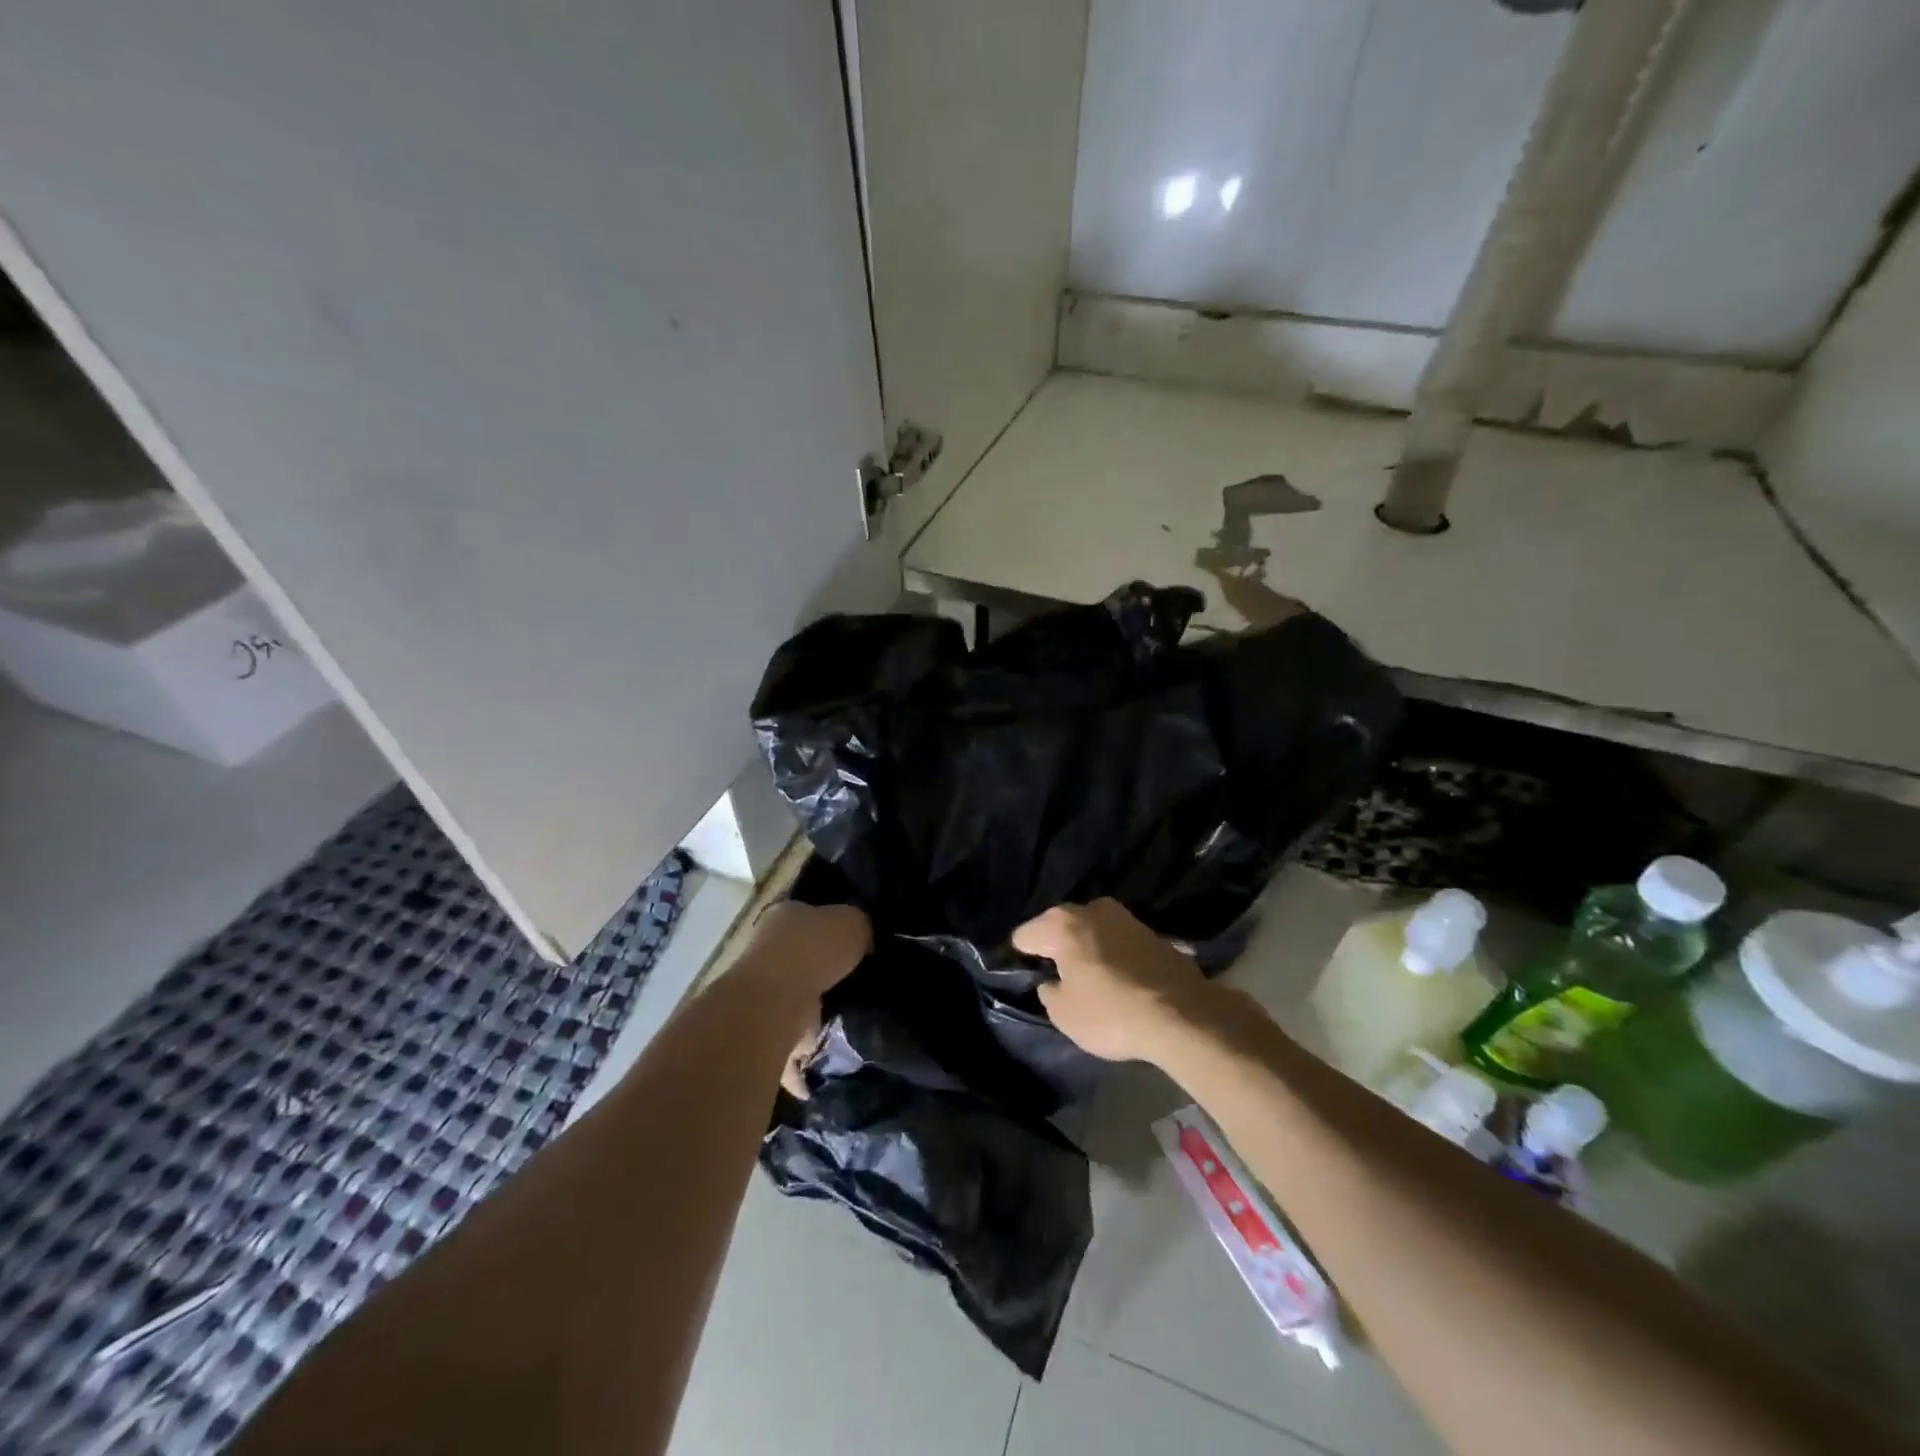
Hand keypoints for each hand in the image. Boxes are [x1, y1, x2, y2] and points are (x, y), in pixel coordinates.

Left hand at [741, 901, 868, 1099]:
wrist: (776, 1000)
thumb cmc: (814, 948)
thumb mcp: (851, 921)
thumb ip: (858, 929)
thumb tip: (863, 944)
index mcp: (783, 916)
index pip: (805, 915)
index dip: (827, 925)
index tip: (851, 942)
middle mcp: (765, 951)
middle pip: (796, 960)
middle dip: (819, 973)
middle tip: (853, 985)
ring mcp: (759, 993)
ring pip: (789, 1004)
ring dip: (809, 1017)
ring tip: (844, 1027)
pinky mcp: (760, 1032)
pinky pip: (785, 1050)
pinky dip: (799, 1066)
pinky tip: (821, 1074)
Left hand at [744, 901, 870, 1000]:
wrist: (781, 1000)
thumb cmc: (814, 947)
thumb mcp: (853, 920)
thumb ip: (860, 924)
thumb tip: (864, 938)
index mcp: (786, 909)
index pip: (811, 907)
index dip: (834, 916)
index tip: (857, 929)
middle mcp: (772, 939)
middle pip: (809, 942)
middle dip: (831, 952)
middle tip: (863, 959)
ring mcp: (770, 977)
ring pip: (808, 975)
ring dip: (828, 983)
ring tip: (858, 987)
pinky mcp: (775, 1010)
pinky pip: (808, 1005)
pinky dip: (823, 1009)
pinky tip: (845, 1009)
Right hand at [1013, 899, 1213, 1064]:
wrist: (1183, 1015)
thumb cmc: (1112, 1014)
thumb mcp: (1063, 1015)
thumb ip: (1048, 992)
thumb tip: (1052, 981)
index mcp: (1061, 924)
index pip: (1024, 935)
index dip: (1022, 958)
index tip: (1029, 978)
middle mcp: (1090, 909)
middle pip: (1059, 926)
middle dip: (1055, 946)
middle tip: (1058, 977)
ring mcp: (1124, 916)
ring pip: (1091, 930)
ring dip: (1086, 947)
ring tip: (1089, 978)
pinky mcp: (1151, 931)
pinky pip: (1117, 940)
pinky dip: (1112, 954)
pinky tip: (1117, 978)